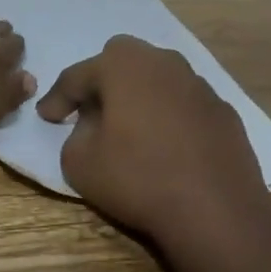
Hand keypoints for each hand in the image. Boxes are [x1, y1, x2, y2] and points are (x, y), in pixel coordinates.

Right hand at [36, 36, 270, 247]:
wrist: (216, 211)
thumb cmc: (138, 179)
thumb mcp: (79, 162)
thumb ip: (75, 133)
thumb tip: (93, 125)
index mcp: (124, 66)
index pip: (78, 75)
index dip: (57, 98)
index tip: (47, 117)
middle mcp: (164, 63)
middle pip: (123, 60)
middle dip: (102, 82)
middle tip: (91, 113)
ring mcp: (200, 86)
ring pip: (158, 79)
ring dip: (139, 97)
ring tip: (131, 130)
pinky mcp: (224, 112)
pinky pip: (185, 105)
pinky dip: (170, 118)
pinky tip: (167, 147)